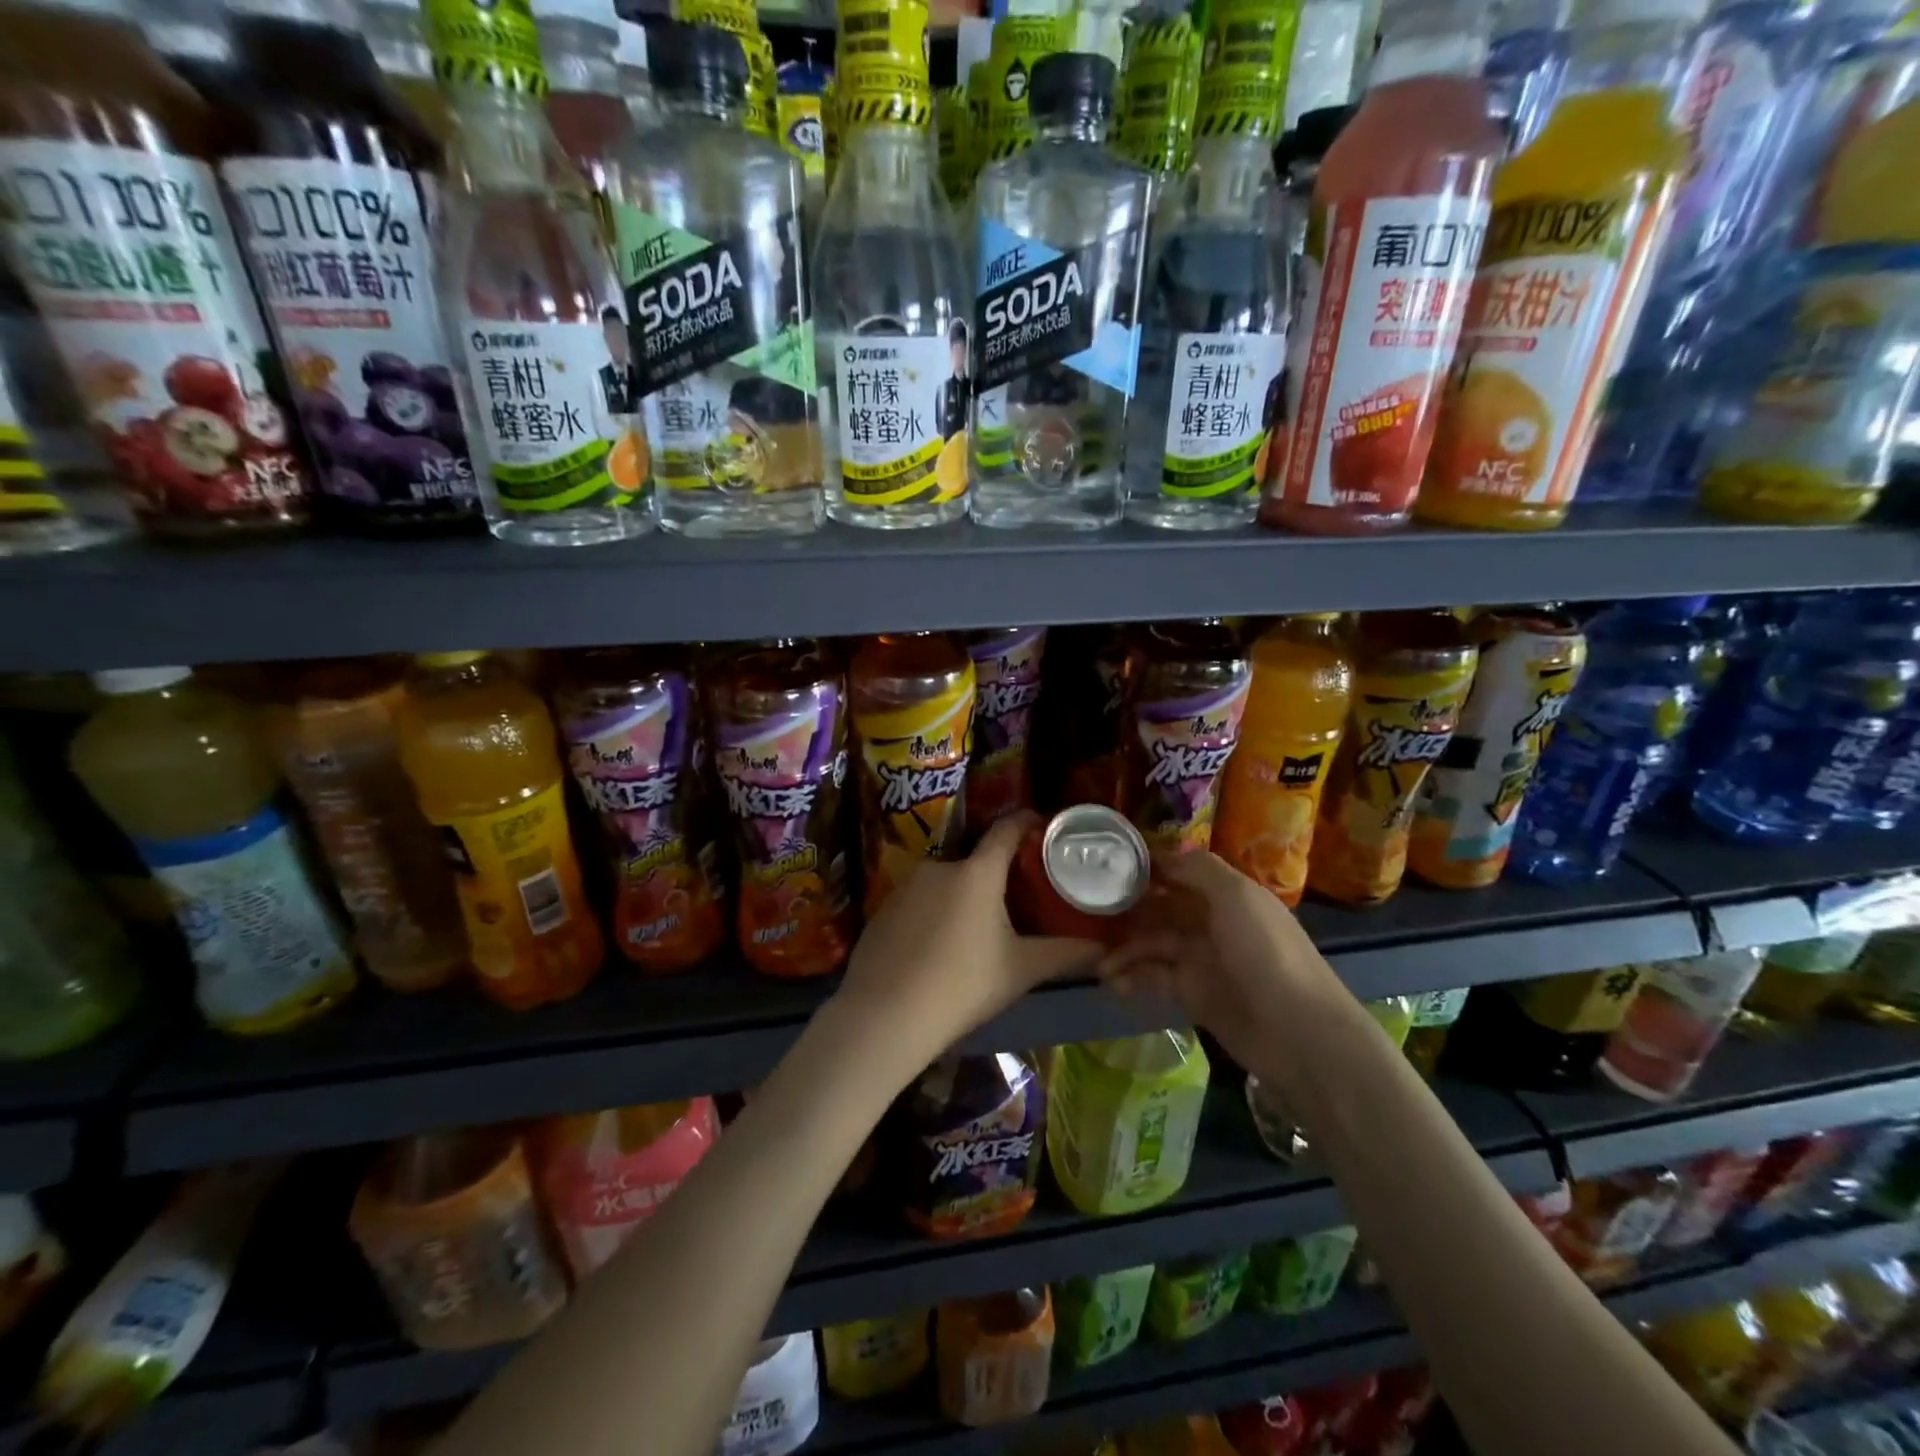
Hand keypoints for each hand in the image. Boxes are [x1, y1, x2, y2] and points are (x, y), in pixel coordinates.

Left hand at [832, 812, 1100, 1062]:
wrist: (885, 1015)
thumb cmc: (963, 985)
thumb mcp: (1021, 970)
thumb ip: (1064, 954)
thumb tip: (1103, 949)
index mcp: (977, 872)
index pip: (1006, 829)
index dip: (1027, 822)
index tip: (1043, 827)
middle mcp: (939, 867)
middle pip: (976, 863)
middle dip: (995, 878)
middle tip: (1015, 904)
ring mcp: (905, 886)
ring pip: (945, 885)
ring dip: (962, 900)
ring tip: (975, 934)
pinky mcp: (883, 909)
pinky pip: (918, 904)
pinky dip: (933, 917)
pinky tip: (937, 950)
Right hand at [1102, 849, 1348, 1077]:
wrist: (1299, 1033)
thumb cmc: (1265, 953)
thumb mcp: (1236, 896)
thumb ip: (1197, 869)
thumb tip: (1159, 856)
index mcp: (1225, 895)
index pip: (1178, 873)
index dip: (1144, 870)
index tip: (1106, 868)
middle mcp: (1211, 922)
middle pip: (1159, 909)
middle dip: (1126, 911)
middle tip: (1088, 915)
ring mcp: (1202, 960)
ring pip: (1152, 945)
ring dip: (1123, 949)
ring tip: (1096, 961)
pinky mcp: (1194, 995)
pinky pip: (1155, 979)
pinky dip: (1133, 978)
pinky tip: (1114, 983)